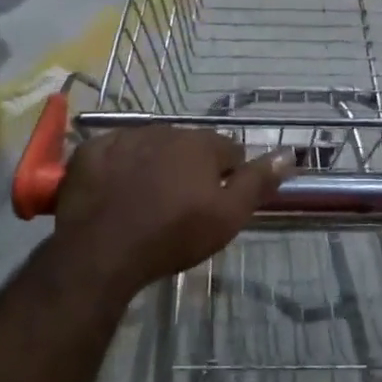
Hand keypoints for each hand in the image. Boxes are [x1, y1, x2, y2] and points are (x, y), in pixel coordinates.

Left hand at [55, 126, 291, 291]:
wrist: (102, 250)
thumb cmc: (173, 235)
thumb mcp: (227, 216)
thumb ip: (258, 182)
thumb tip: (289, 152)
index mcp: (200, 143)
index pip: (228, 151)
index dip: (228, 175)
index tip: (218, 202)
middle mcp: (164, 130)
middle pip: (188, 146)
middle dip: (190, 168)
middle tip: (182, 205)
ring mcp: (124, 138)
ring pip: (151, 147)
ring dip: (155, 165)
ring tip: (147, 201)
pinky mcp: (91, 151)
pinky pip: (113, 153)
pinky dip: (119, 167)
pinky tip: (116, 192)